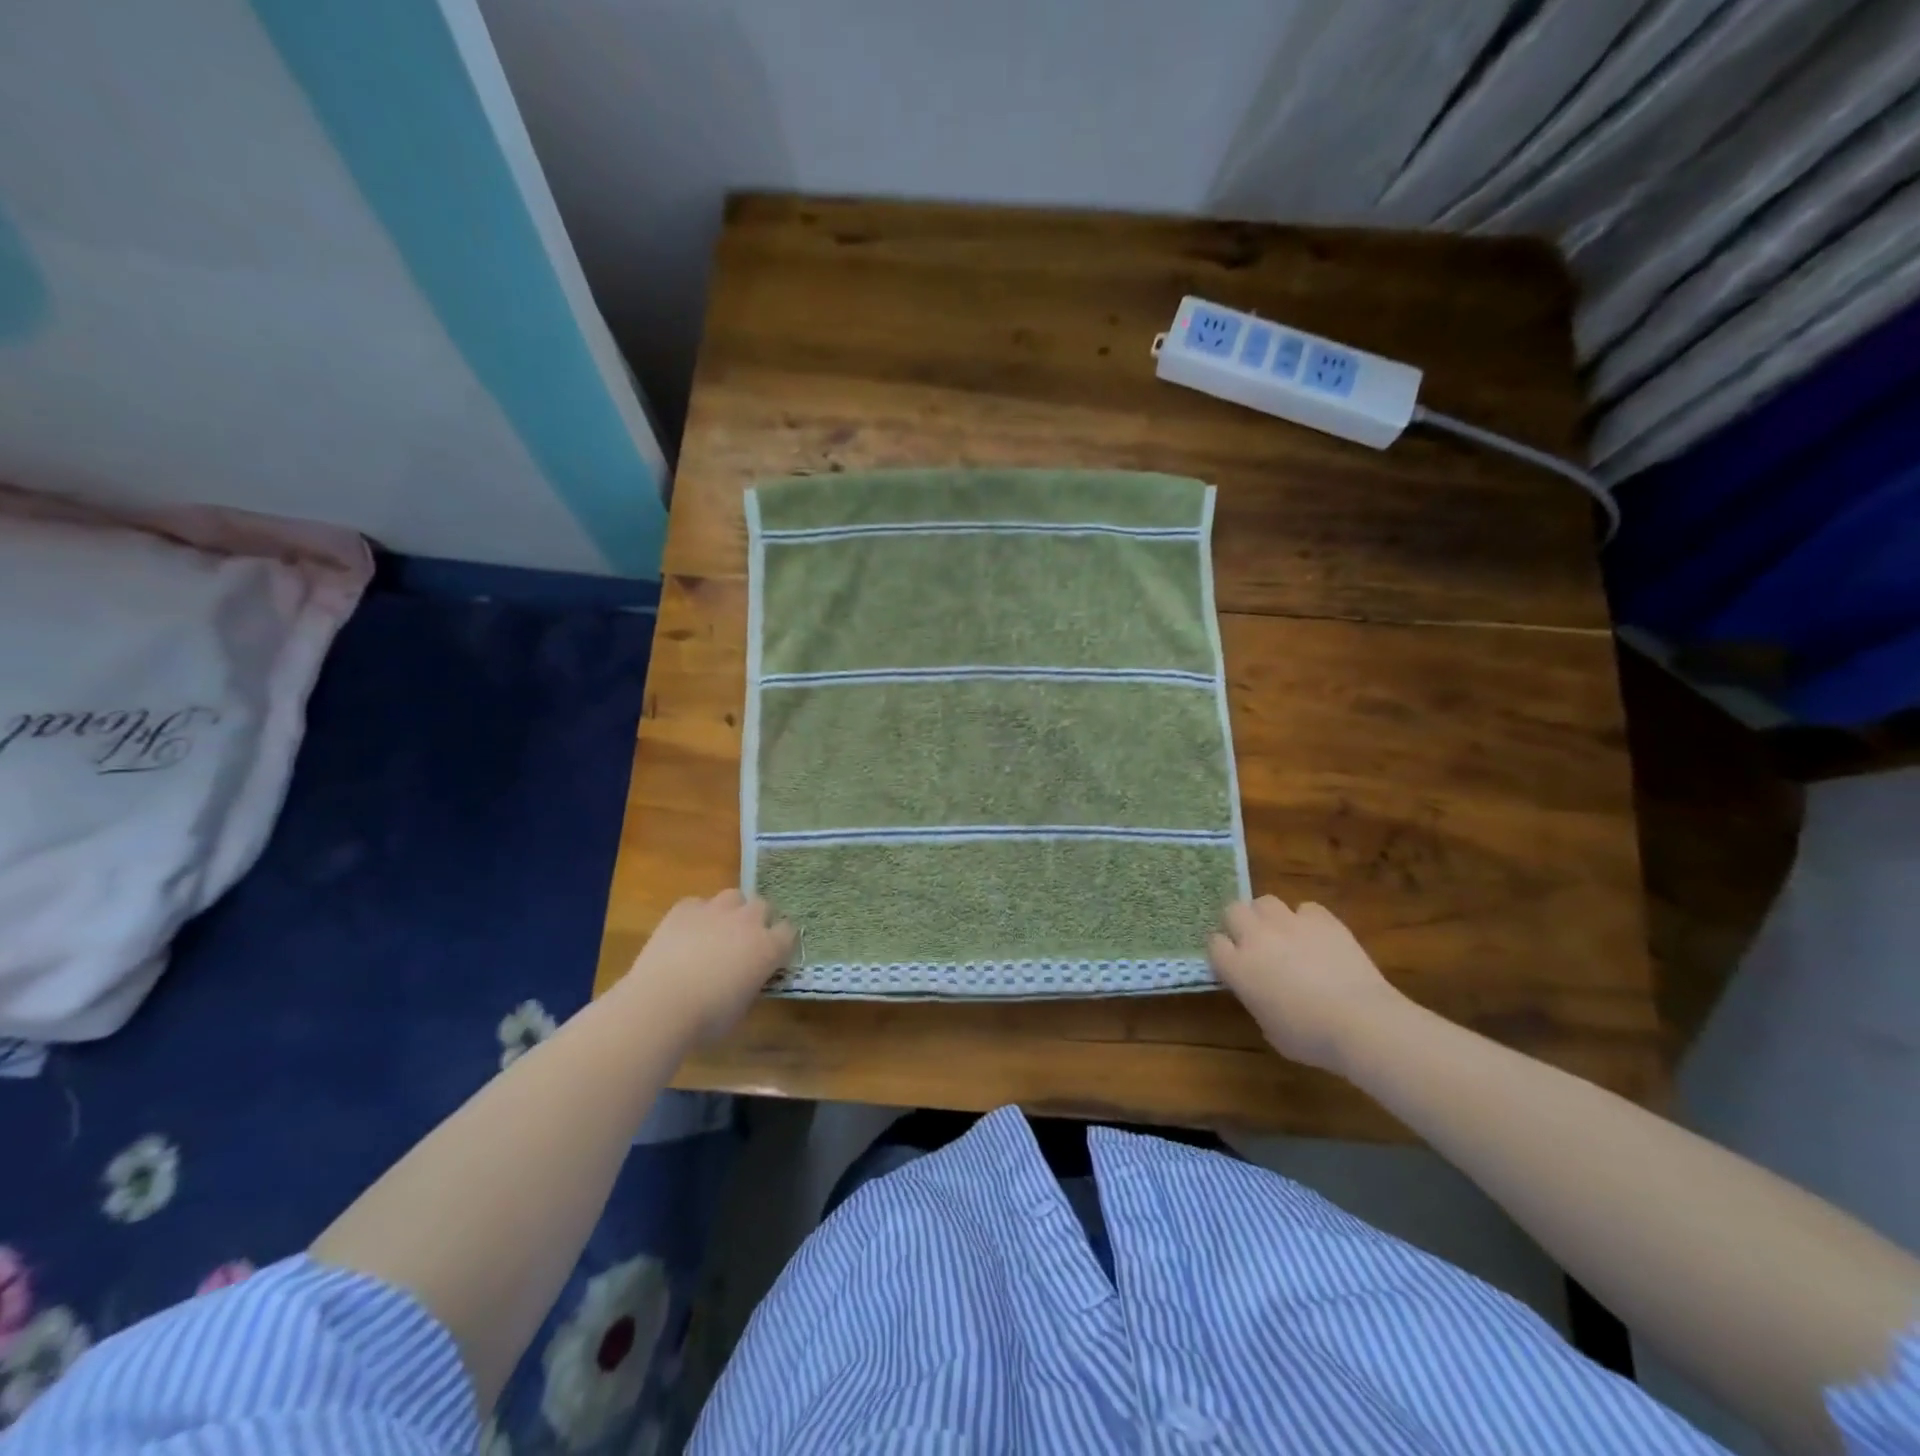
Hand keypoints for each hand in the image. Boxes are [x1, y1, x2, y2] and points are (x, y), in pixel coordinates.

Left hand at [621, 890, 795, 1044]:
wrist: (660, 1004)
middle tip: (743, 942)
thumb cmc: (706, 1017)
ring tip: (716, 931)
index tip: (771, 955)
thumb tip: (747, 977)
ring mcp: (716, 910)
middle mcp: (748, 921)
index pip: (788, 931)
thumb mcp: (742, 1007)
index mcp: (768, 948)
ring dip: (730, 911)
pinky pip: (698, 904)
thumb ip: (751, 983)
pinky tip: (685, 934)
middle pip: (762, 906)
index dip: (780, 942)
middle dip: (757, 920)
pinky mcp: (685, 908)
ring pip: (733, 897)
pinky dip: (696, 916)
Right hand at [1209, 897, 1409, 1073]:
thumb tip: (1263, 993)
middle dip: (1240, 923)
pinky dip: (1308, 920)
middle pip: (1233, 910)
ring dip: (1269, 916)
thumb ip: (1257, 1002)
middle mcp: (1257, 937)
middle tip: (1254, 943)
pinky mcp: (1322, 919)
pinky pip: (1306, 908)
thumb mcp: (1270, 1030)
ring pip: (1265, 901)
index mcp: (1238, 967)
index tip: (1233, 964)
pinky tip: (1318, 938)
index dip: (1223, 953)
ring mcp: (1290, 923)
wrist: (1361, 1022)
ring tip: (1283, 934)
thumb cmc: (1311, 1037)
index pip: (1214, 943)